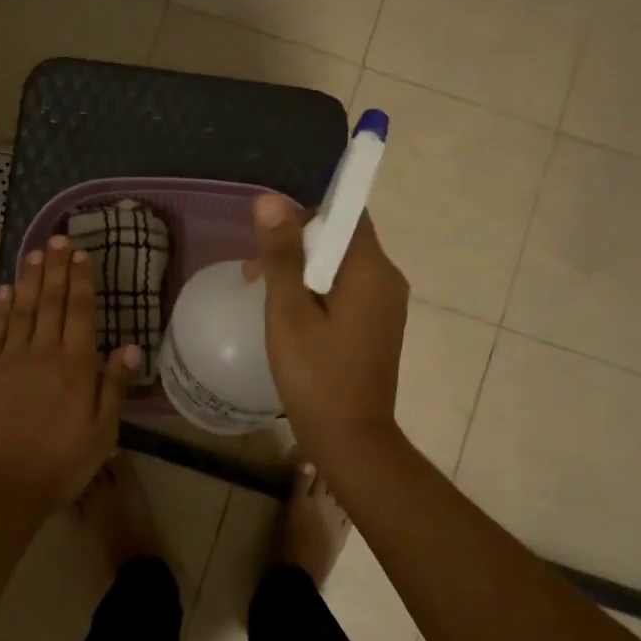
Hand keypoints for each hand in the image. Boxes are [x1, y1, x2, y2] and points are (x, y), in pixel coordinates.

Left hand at [0, 235, 139, 505]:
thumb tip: (131, 346)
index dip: (80, 280)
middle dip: (55, 268)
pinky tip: (3, 291)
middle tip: (57, 237)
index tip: (80, 253)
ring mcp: (9, 360)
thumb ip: (114, 385)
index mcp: (75, 365)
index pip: (79, 312)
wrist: (3, 486)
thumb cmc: (62, 462)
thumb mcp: (103, 431)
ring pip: (21, 309)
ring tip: (33, 252)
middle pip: (49, 301)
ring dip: (28, 279)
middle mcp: (42, 353)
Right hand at [250, 195, 408, 461]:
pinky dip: (316, 290)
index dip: (305, 212)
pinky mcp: (377, 324)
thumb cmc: (316, 375)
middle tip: (254, 270)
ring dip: (302, 269)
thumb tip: (271, 200)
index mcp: (371, 269)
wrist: (351, 440)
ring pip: (340, 265)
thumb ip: (281, 254)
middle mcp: (387, 279)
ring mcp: (385, 304)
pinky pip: (346, 289)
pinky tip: (289, 313)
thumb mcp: (289, 311)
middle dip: (296, 244)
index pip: (346, 212)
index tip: (269, 232)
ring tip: (262, 291)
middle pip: (341, 238)